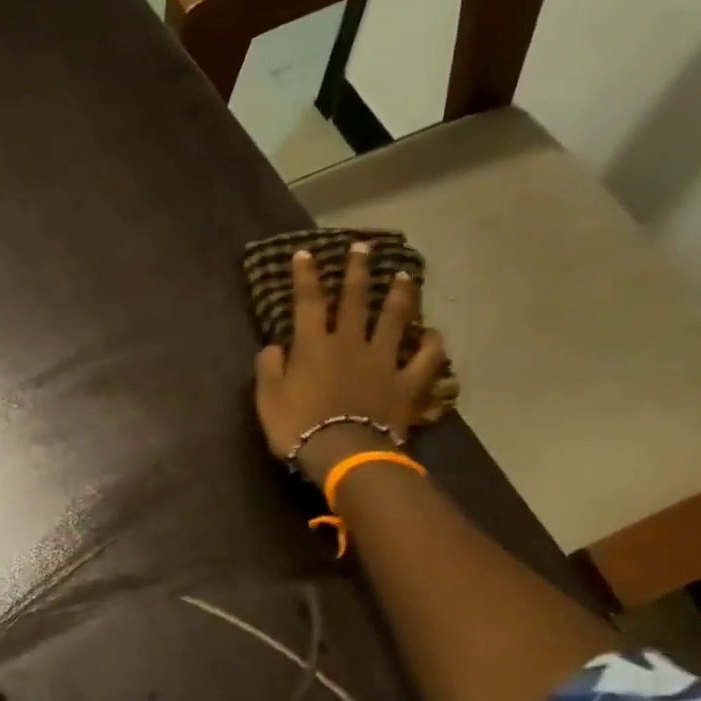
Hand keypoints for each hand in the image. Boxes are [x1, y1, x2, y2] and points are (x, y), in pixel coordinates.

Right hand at [254, 242, 445, 484]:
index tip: (305, 253)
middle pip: (356, 300)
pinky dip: (430, 344)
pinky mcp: (406, 383)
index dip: (306, 276)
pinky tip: (432, 334)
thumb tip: (274, 347)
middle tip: (363, 247)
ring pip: (394, 319)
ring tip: (404, 275)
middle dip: (358, 271)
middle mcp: (351, 343)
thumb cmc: (298, 427)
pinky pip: (424, 359)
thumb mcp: (268, 400)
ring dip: (400, 295)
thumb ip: (269, 369)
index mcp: (314, 346)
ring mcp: (383, 360)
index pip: (309, 302)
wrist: (343, 454)